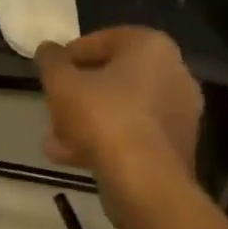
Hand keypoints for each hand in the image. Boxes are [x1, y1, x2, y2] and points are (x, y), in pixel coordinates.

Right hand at [36, 28, 202, 219]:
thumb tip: (47, 50)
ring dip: (87, 121)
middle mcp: (173, 72)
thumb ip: (51, 60)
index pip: (100, 41)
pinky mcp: (178, 149)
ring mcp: (180, 114)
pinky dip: (107, 141)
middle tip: (53, 106)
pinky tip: (71, 157)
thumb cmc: (104, 117)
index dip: (69, 58)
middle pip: (112, 78)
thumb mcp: (62, 82)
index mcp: (151, 45)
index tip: (51, 74)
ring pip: (122, 109)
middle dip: (79, 94)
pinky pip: (135, 134)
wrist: (147, 186)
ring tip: (54, 139)